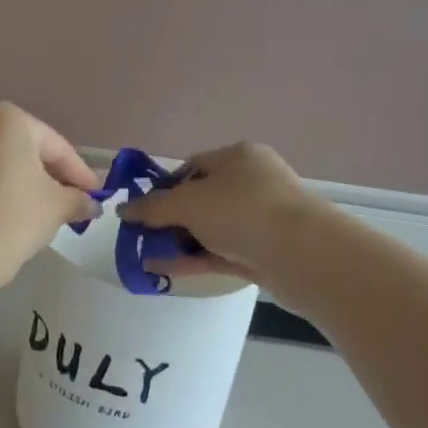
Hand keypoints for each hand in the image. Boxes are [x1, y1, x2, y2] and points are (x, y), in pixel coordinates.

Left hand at [0, 103, 100, 287]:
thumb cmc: (11, 217)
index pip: (56, 147)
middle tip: (72, 205)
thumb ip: (77, 199)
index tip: (95, 197)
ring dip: (22, 187)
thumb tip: (89, 203)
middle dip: (50, 178)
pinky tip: (8, 221)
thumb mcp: (56, 207)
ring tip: (42, 216)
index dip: (80, 175)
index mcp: (7, 119)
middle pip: (25, 153)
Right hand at [122, 143, 324, 290]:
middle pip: (201, 199)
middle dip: (170, 218)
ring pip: (211, 229)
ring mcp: (261, 219)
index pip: (193, 166)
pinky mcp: (265, 253)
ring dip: (179, 242)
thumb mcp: (188, 203)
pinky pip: (221, 253)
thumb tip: (123, 210)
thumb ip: (153, 207)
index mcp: (239, 157)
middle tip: (142, 236)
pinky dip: (194, 259)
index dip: (165, 186)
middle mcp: (253, 183)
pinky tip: (164, 270)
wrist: (303, 254)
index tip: (143, 208)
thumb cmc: (242, 210)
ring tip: (146, 257)